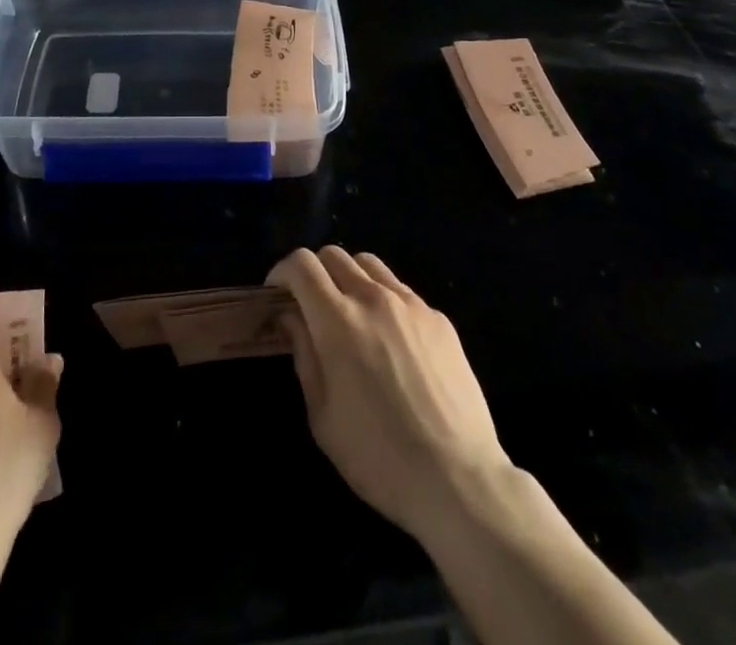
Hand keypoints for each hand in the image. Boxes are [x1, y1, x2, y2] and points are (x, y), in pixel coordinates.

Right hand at [267, 246, 511, 541]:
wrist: (458, 480)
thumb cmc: (378, 457)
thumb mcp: (322, 416)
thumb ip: (305, 356)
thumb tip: (293, 318)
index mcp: (338, 321)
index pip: (302, 265)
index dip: (282, 271)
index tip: (277, 294)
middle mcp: (373, 299)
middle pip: (334, 255)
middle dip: (314, 273)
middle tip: (311, 306)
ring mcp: (411, 305)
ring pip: (369, 265)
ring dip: (349, 278)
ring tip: (350, 314)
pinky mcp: (439, 319)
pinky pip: (401, 291)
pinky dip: (384, 300)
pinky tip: (390, 340)